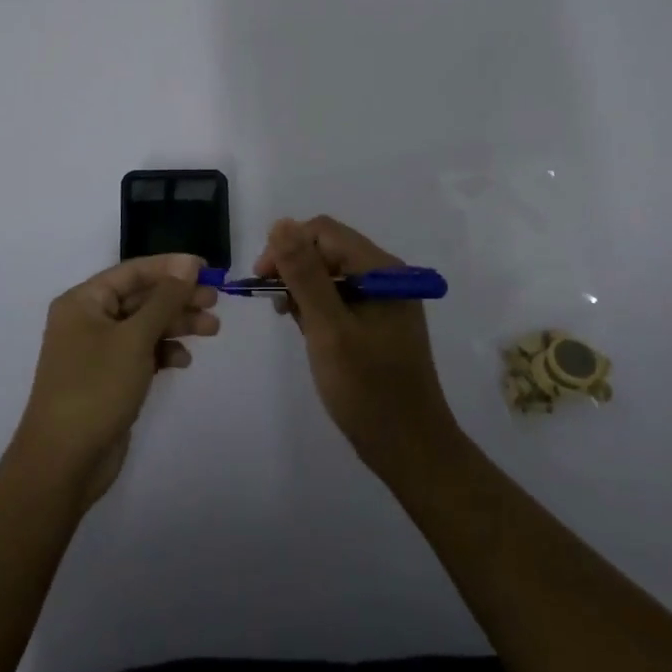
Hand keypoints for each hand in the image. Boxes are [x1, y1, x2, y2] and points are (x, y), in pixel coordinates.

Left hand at [12, 253, 219, 503]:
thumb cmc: (96, 388)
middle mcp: (88, 320)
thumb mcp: (134, 338)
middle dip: (178, 298)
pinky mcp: (109, 378)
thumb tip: (187, 264)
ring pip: (145, 326)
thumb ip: (164, 299)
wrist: (64, 461)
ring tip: (212, 329)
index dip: (170, 267)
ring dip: (176, 325)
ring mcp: (98, 351)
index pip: (133, 272)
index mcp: (83, 301)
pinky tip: (182, 361)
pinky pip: (141, 353)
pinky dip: (163, 352)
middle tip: (215, 301)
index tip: (206, 268)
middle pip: (141, 298)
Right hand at [257, 216, 461, 481]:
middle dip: (294, 267)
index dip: (287, 246)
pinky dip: (319, 307)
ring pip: (333, 273)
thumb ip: (305, 274)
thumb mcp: (328, 329)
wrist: (410, 448)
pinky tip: (309, 331)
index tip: (262, 281)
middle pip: (329, 249)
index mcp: (380, 269)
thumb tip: (281, 223)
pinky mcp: (379, 322)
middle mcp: (386, 275)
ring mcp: (385, 299)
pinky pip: (342, 297)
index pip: (324, 232)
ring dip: (305, 288)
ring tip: (291, 320)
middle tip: (273, 304)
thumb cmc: (367, 389)